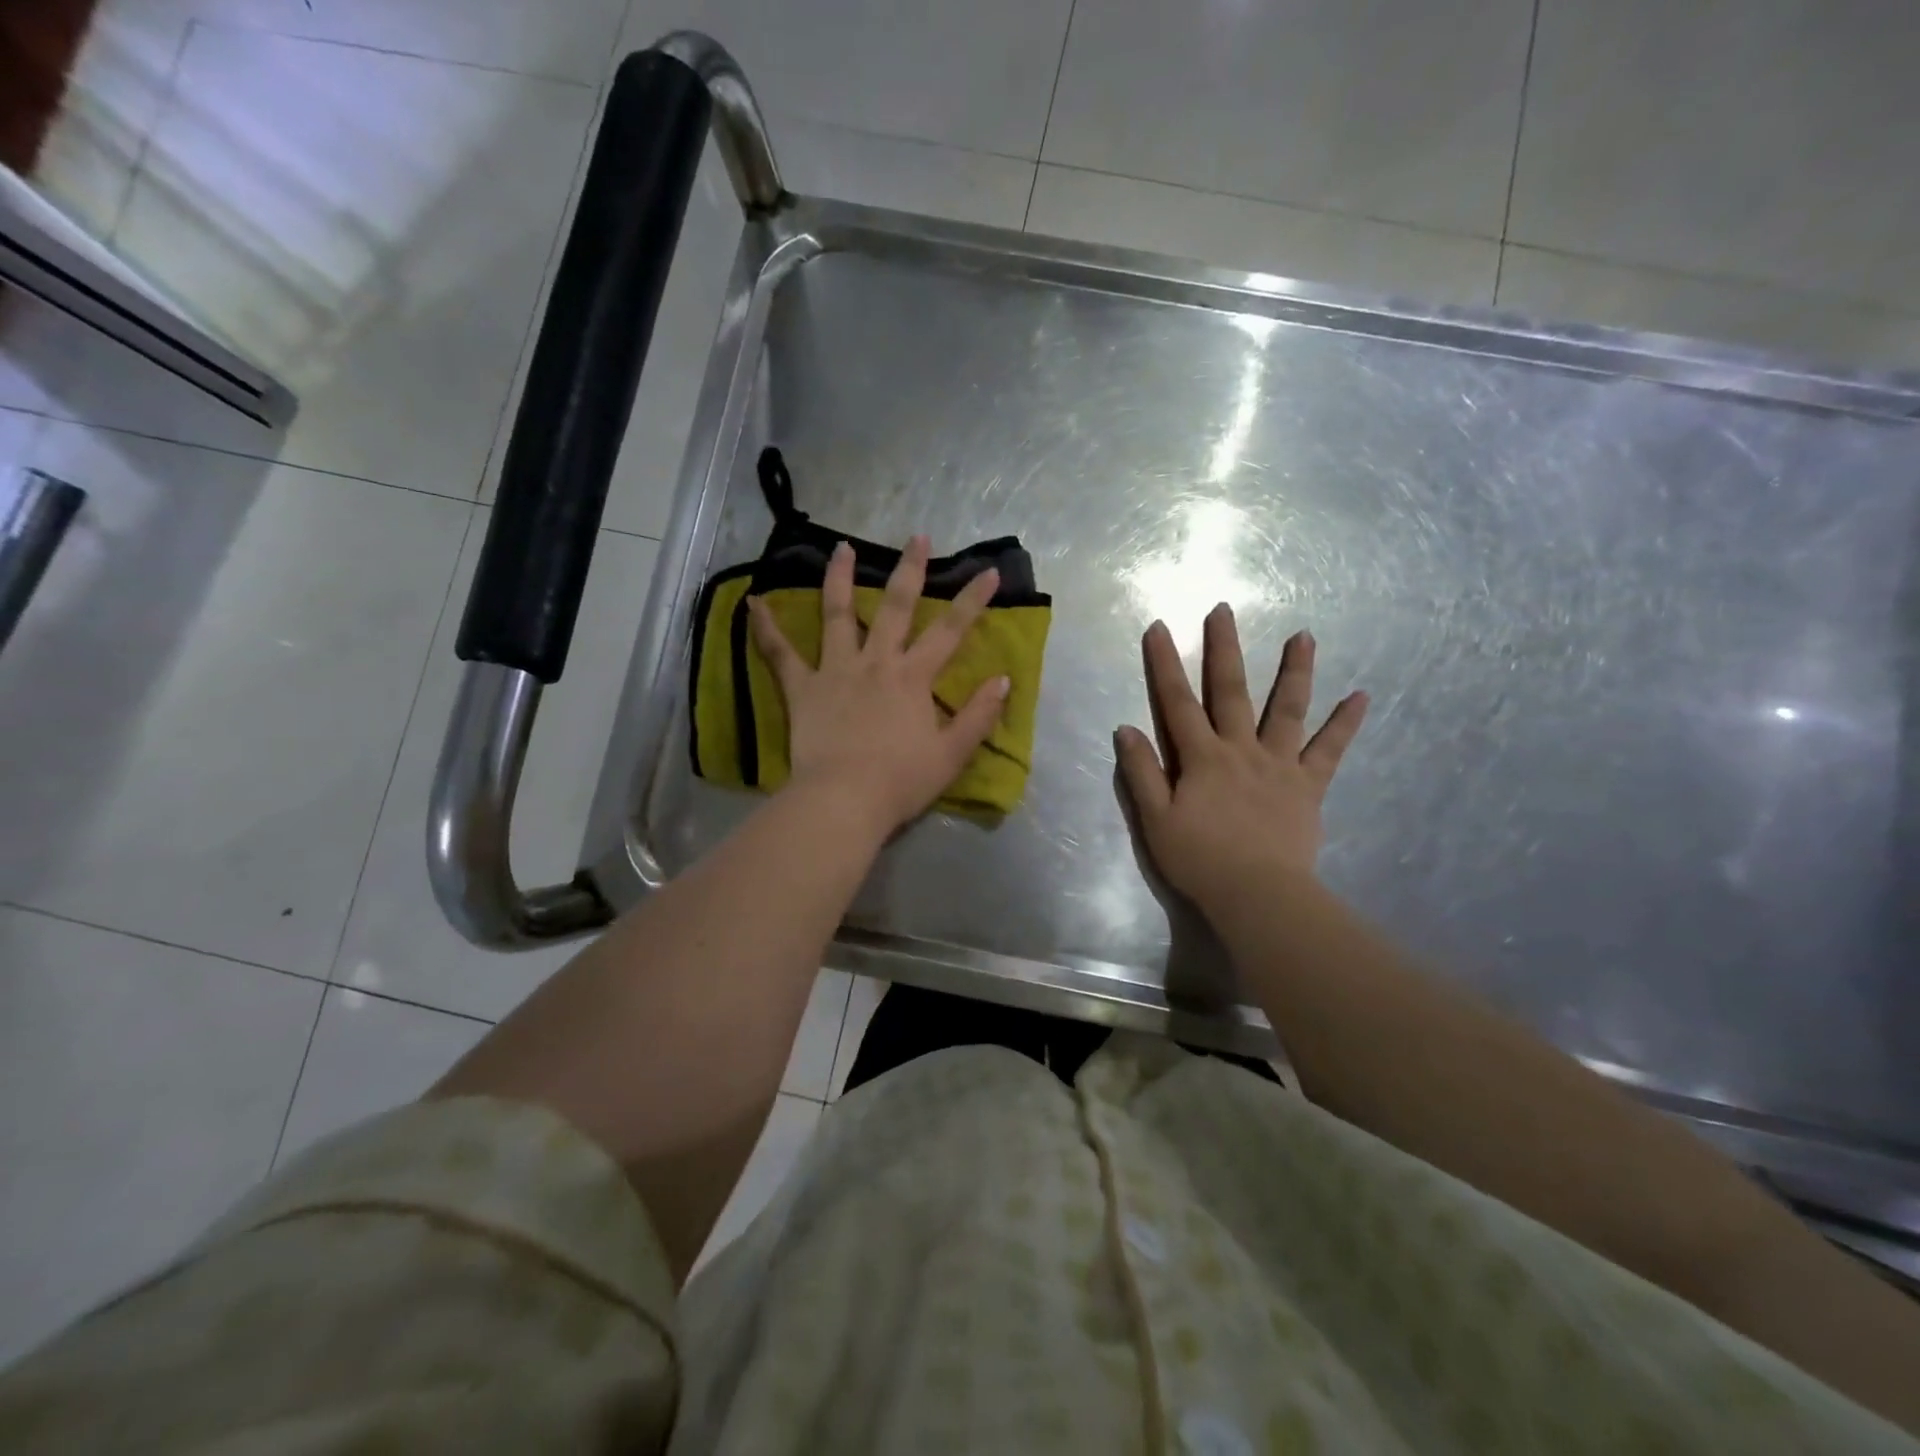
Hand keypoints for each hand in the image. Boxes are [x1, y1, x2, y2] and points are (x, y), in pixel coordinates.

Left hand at [749, 536, 1009, 835]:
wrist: (845, 800)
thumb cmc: (901, 781)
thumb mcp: (952, 754)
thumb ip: (979, 716)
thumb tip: (1002, 680)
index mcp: (913, 677)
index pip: (950, 631)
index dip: (972, 599)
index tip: (989, 571)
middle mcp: (876, 662)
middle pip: (895, 607)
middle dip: (909, 570)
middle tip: (916, 537)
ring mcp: (835, 671)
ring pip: (838, 615)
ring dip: (840, 579)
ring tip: (841, 548)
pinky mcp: (802, 689)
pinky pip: (780, 655)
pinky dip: (766, 629)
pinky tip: (752, 604)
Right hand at [1115, 604, 1366, 917]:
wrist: (1258, 895)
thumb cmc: (1199, 859)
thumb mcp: (1155, 819)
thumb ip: (1141, 772)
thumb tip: (1127, 728)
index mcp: (1202, 758)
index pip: (1177, 702)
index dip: (1166, 663)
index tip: (1160, 627)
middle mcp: (1241, 749)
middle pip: (1231, 691)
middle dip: (1225, 648)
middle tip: (1223, 609)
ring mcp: (1279, 764)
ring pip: (1287, 709)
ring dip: (1295, 670)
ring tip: (1304, 635)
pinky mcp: (1308, 786)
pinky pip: (1330, 751)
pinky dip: (1345, 724)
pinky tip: (1362, 697)